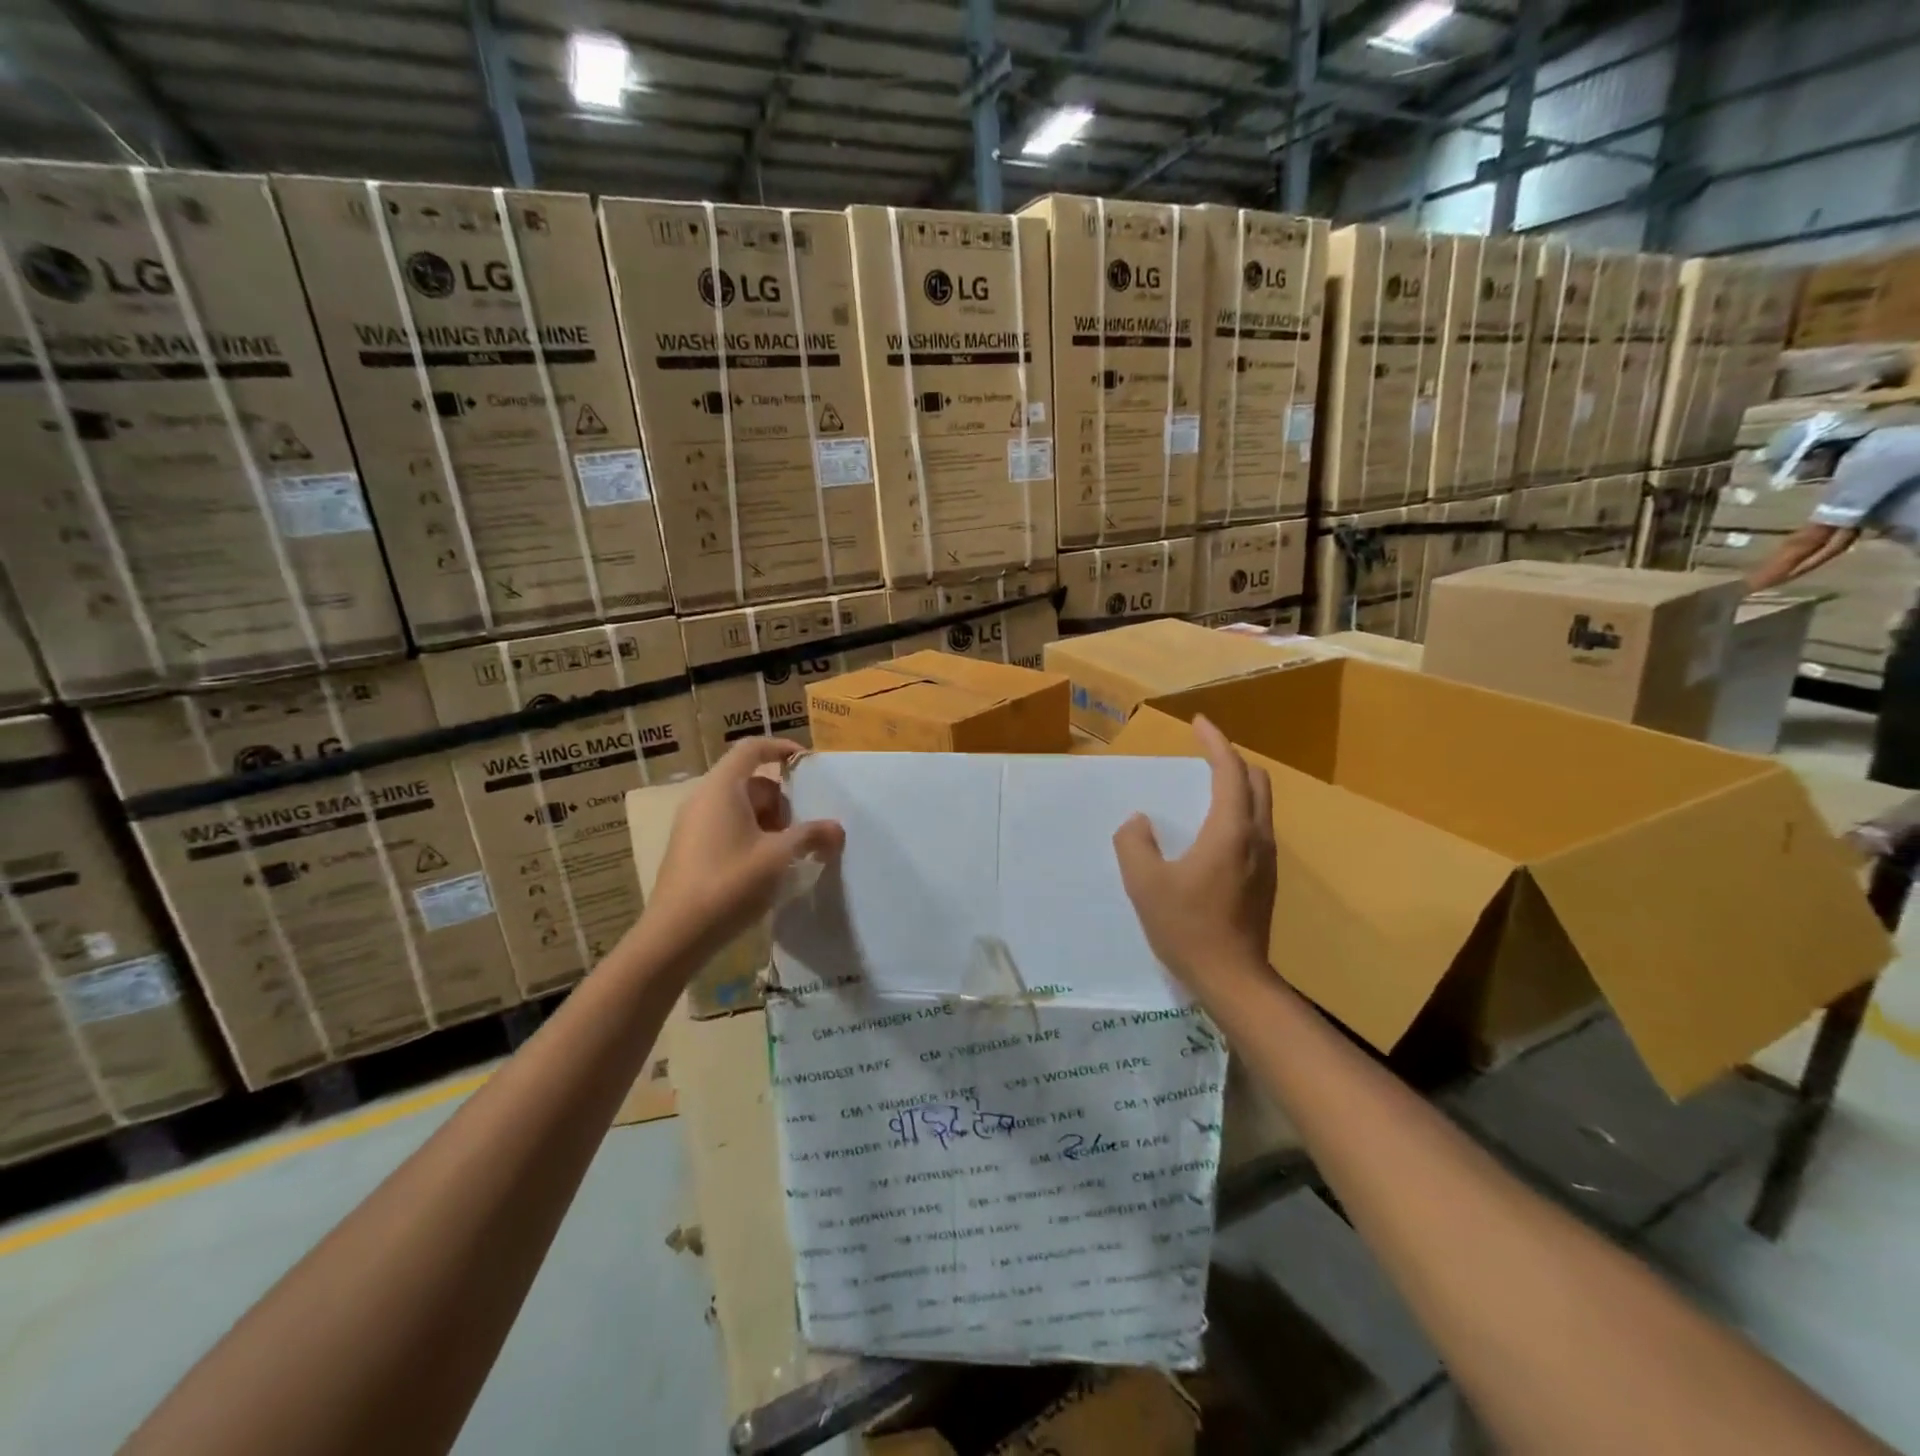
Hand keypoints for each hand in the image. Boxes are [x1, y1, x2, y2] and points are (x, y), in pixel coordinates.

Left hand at [647, 738, 844, 954]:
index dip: (781, 748)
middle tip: (804, 829)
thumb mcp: (779, 857)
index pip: (752, 749)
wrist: (675, 936)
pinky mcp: (690, 850)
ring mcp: (693, 825)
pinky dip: (752, 837)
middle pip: (751, 782)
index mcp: (722, 788)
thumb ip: (811, 836)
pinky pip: (727, 828)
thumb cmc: (729, 883)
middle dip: (782, 801)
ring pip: (741, 808)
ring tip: (790, 853)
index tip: (808, 764)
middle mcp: (704, 799)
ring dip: (770, 823)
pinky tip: (767, 868)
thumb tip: (837, 829)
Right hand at [1114, 715, 1275, 994]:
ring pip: (1261, 806)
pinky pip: (1257, 828)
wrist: (1233, 979)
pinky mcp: (1266, 880)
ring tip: (1208, 784)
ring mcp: (1267, 861)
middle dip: (1232, 759)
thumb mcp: (1145, 884)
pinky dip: (1240, 810)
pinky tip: (1215, 829)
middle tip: (1204, 752)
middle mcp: (1257, 838)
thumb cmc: (1187, 927)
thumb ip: (1134, 844)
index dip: (1215, 742)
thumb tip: (1139, 822)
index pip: (1230, 771)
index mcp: (1230, 832)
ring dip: (1238, 784)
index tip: (1199, 723)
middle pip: (1256, 782)